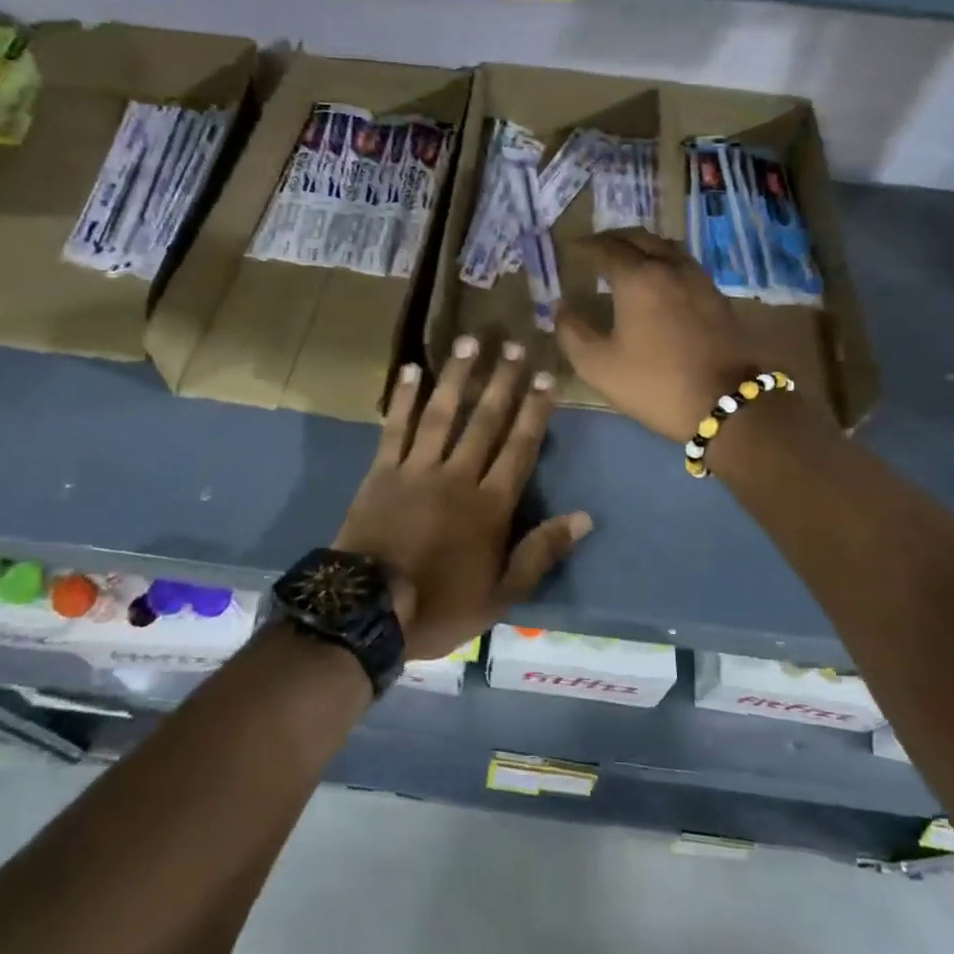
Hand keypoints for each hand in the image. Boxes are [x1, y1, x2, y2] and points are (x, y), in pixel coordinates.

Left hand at [334, 336, 592, 661]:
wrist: (369, 611)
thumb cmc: (439, 605)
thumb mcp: (501, 595)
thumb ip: (541, 552)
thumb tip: (584, 517)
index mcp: (490, 505)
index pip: (520, 448)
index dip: (535, 412)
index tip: (546, 378)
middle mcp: (458, 476)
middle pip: (485, 421)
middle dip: (502, 382)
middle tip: (514, 346)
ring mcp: (417, 469)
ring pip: (443, 414)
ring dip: (458, 376)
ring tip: (471, 342)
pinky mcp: (382, 471)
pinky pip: (395, 428)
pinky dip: (404, 398)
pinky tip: (412, 369)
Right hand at [556, 229, 833, 442]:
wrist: (725, 404)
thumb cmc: (654, 383)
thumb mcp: (598, 365)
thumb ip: (572, 332)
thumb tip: (561, 307)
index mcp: (638, 278)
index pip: (607, 248)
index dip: (586, 246)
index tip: (571, 248)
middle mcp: (670, 267)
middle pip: (640, 238)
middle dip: (614, 238)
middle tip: (595, 248)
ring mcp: (698, 279)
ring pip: (666, 247)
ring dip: (642, 246)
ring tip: (626, 259)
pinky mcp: (716, 295)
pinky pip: (683, 263)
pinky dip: (662, 261)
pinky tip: (656, 280)